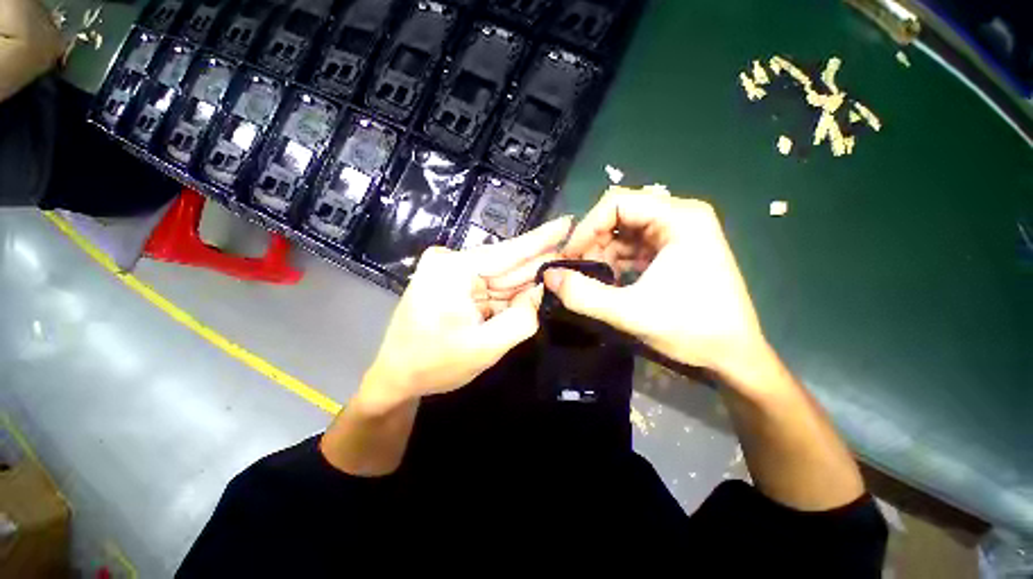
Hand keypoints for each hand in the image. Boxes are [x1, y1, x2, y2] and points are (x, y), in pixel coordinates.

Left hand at [355, 216, 571, 413]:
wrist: (397, 376)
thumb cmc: (435, 364)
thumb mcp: (486, 347)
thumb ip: (522, 319)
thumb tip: (542, 291)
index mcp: (454, 269)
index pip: (508, 251)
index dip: (542, 238)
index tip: (568, 221)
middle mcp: (451, 261)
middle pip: (506, 264)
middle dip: (539, 264)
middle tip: (573, 258)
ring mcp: (450, 271)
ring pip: (500, 276)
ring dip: (525, 283)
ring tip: (555, 280)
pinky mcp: (453, 282)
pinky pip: (490, 286)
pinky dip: (509, 294)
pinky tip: (529, 294)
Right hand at [544, 186, 769, 385]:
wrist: (734, 356)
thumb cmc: (692, 329)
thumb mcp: (630, 313)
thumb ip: (583, 295)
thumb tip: (548, 276)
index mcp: (679, 218)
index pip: (617, 202)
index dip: (586, 227)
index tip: (569, 257)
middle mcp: (680, 217)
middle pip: (620, 215)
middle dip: (592, 242)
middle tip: (576, 270)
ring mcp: (678, 234)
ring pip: (623, 232)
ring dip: (601, 254)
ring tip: (590, 280)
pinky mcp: (674, 251)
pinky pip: (634, 247)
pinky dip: (615, 262)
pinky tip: (608, 283)